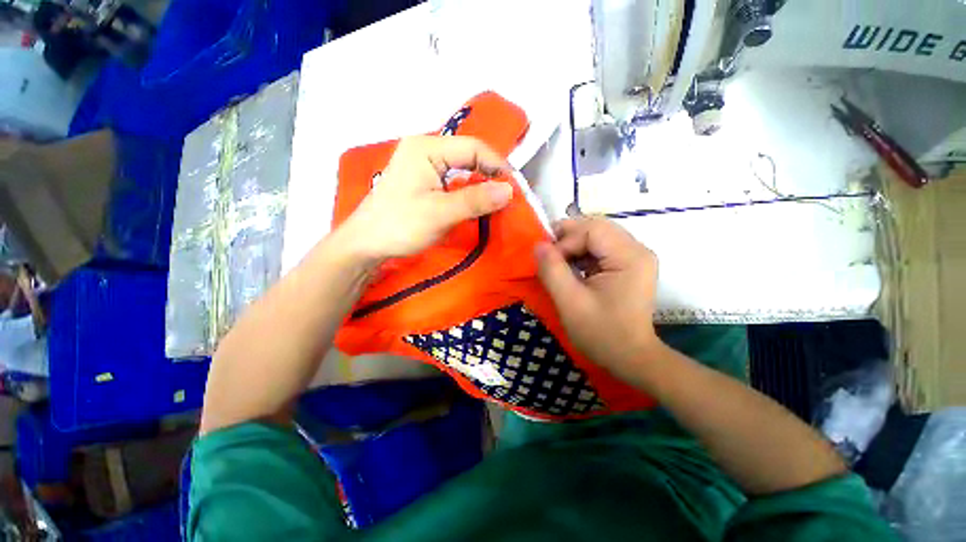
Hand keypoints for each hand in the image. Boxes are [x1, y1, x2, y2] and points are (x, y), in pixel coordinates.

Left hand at [339, 136, 513, 261]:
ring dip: (480, 184)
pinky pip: (453, 180)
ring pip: (462, 168)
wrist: (366, 243)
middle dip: (490, 175)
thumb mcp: (440, 213)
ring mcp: (422, 164)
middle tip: (507, 196)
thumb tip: (509, 191)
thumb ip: (475, 200)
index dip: (498, 166)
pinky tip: (476, 203)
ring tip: (496, 201)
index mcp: (427, 147)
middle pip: (468, 155)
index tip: (514, 189)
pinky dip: (468, 191)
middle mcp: (425, 149)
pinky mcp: (422, 180)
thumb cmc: (400, 225)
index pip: (473, 147)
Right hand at [535, 217, 660, 380]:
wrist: (631, 358)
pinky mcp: (629, 265)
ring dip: (573, 246)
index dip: (565, 241)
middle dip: (568, 238)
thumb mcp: (570, 302)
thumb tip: (538, 244)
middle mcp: (637, 249)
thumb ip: (552, 270)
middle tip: (549, 255)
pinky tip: (572, 269)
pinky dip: (581, 254)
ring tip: (558, 263)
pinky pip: (600, 248)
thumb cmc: (602, 333)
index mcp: (629, 256)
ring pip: (597, 236)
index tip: (549, 262)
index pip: (591, 230)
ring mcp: (635, 257)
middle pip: (596, 227)